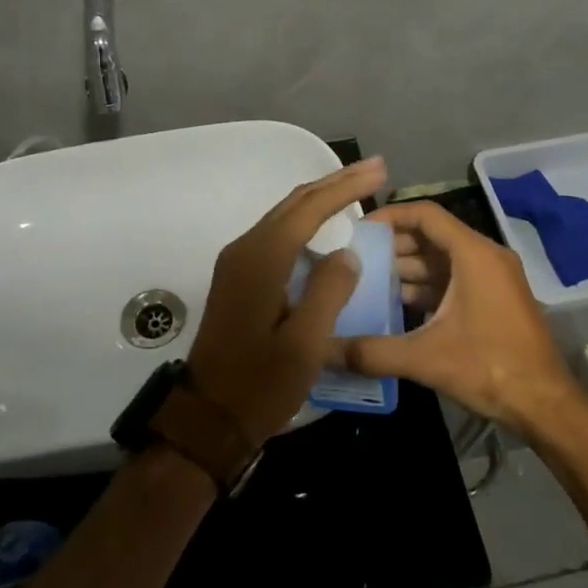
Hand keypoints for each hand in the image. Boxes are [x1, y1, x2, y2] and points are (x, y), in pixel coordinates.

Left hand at [187, 158, 388, 446]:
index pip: (309, 208)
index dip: (346, 186)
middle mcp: (245, 250)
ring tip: (355, 191)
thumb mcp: (305, 344)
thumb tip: (346, 253)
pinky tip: (324, 230)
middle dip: (334, 184)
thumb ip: (329, 291)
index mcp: (261, 259)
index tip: (379, 170)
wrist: (208, 417)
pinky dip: (305, 224)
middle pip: (294, 204)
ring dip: (320, 202)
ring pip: (284, 218)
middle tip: (373, 170)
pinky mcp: (238, 279)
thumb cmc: (260, 384)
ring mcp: (237, 264)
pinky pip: (276, 237)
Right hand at [344, 199, 583, 437]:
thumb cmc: (490, 368)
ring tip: (367, 283)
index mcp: (473, 255)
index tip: (357, 229)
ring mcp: (493, 279)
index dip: (389, 216)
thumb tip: (325, 350)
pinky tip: (396, 306)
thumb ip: (373, 351)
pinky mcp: (495, 300)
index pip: (425, 215)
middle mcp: (486, 257)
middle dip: (392, 246)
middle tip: (354, 259)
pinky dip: (426, 287)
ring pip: (442, 260)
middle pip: (432, 236)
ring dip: (407, 269)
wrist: (547, 405)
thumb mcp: (426, 358)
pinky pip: (453, 280)